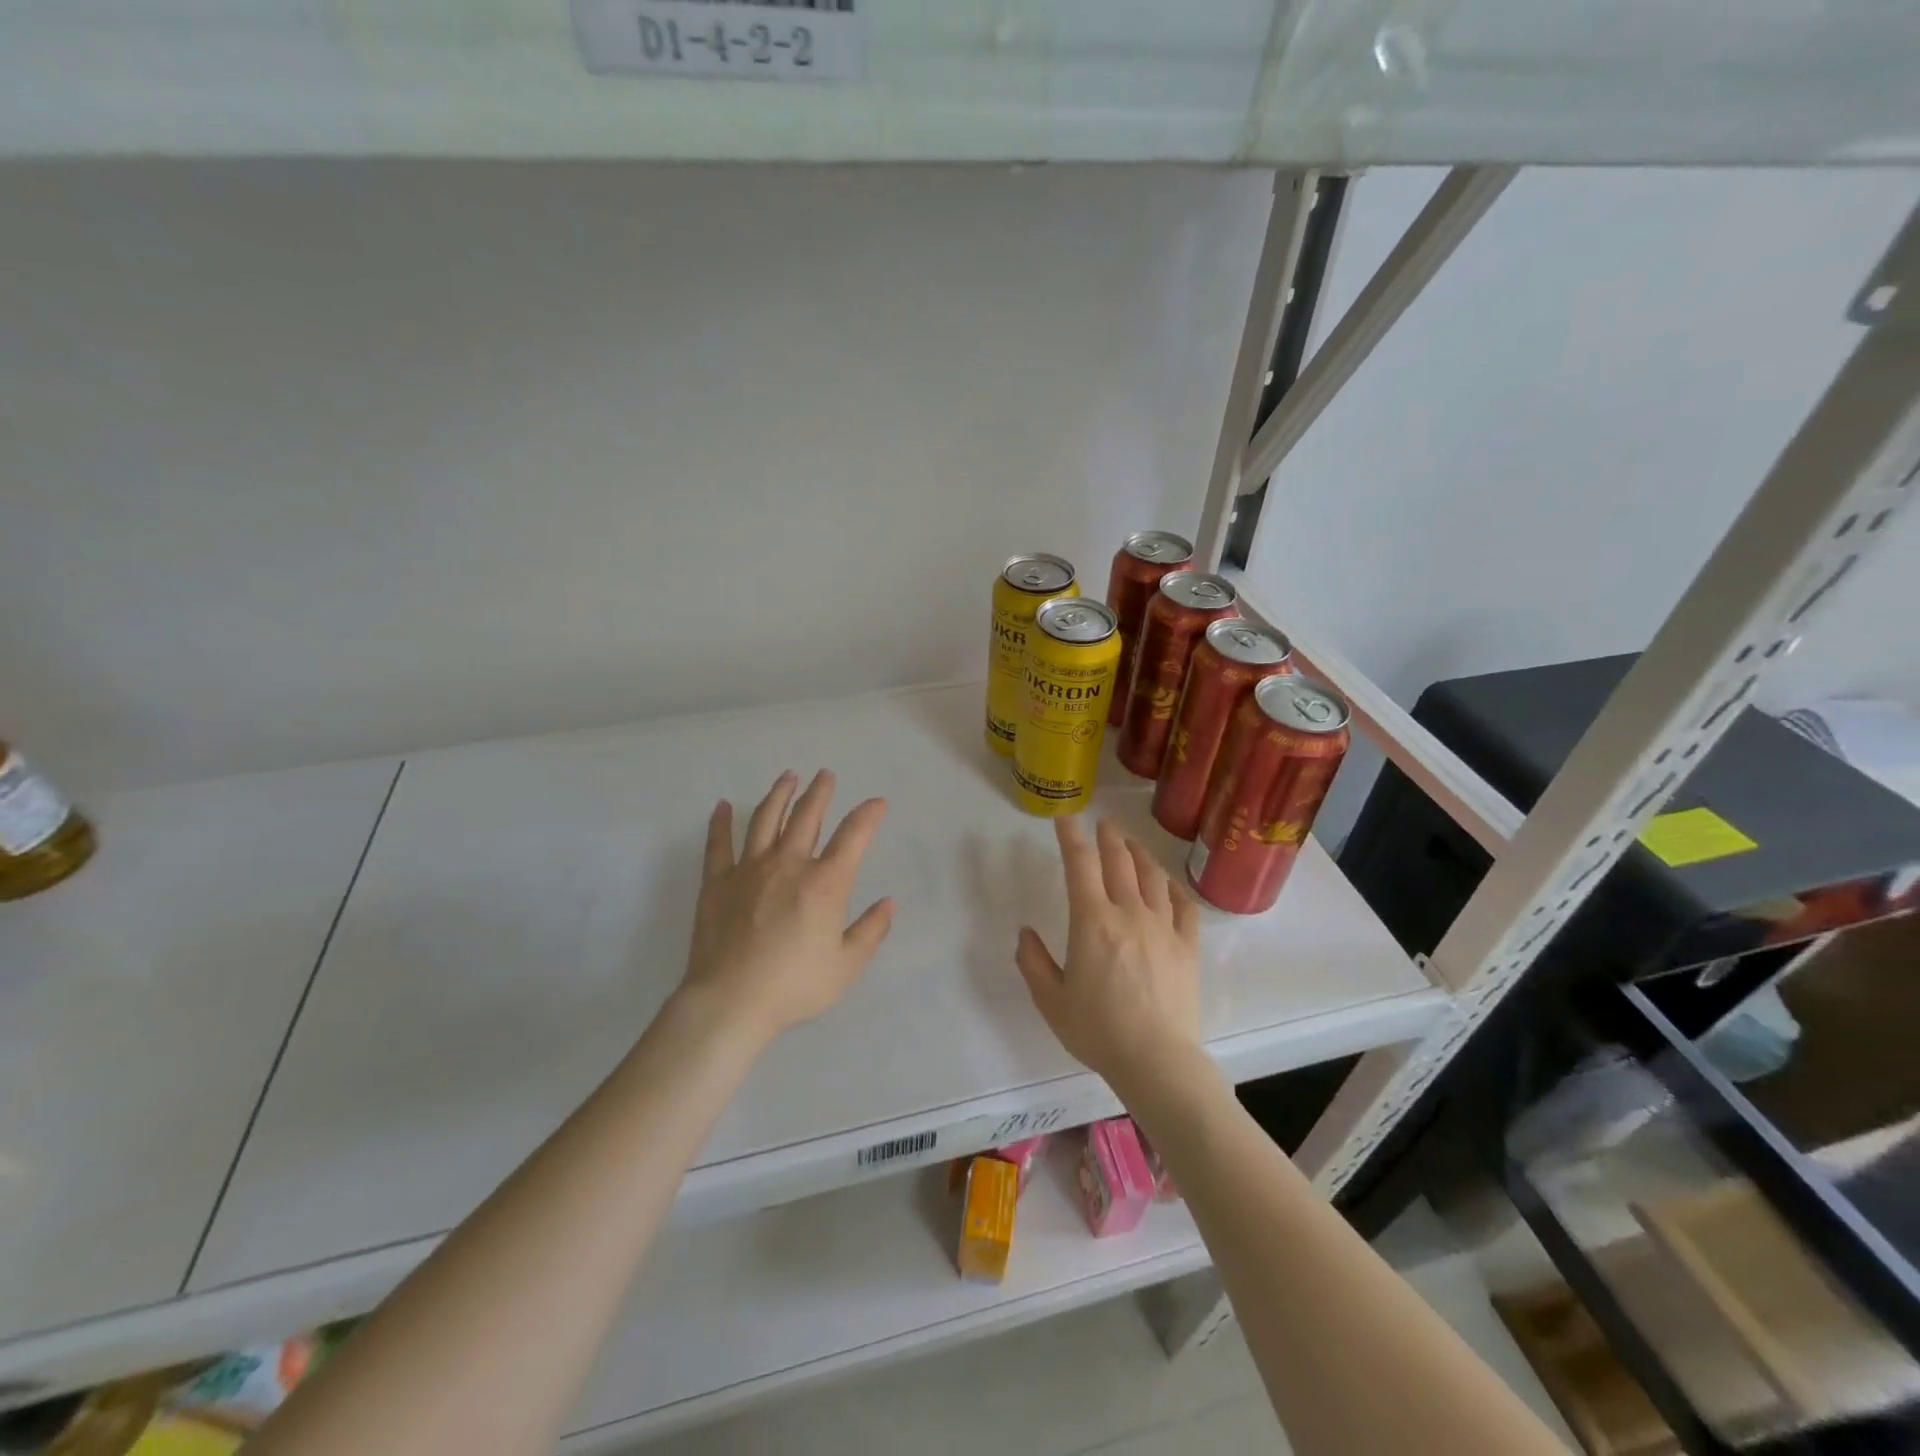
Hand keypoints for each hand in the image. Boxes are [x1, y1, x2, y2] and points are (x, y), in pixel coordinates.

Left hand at [680, 770, 893, 1045]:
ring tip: (788, 777)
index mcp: (825, 883)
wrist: (731, 1001)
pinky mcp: (718, 881)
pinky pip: (719, 844)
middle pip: (806, 817)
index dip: (868, 815)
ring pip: (766, 819)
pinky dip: (721, 822)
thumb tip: (888, 903)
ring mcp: (750, 869)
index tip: (877, 802)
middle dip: (820, 793)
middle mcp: (789, 864)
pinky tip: (723, 805)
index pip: (853, 836)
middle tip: (825, 774)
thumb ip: (870, 931)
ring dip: (779, 795)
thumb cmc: (794, 986)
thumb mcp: (846, 966)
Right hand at [1015, 816, 1201, 1094]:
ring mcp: (1163, 927)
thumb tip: (1025, 933)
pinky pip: (1184, 905)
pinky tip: (1168, 883)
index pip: (1080, 866)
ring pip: (1153, 876)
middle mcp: (1129, 913)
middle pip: (1119, 861)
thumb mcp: (1051, 1001)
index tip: (1066, 818)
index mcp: (1092, 922)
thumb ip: (1033, 963)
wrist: (1156, 1060)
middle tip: (1103, 823)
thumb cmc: (1097, 1030)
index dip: (1071, 837)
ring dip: (1139, 854)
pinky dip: (1174, 887)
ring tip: (1131, 844)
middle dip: (1108, 837)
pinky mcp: (1188, 946)